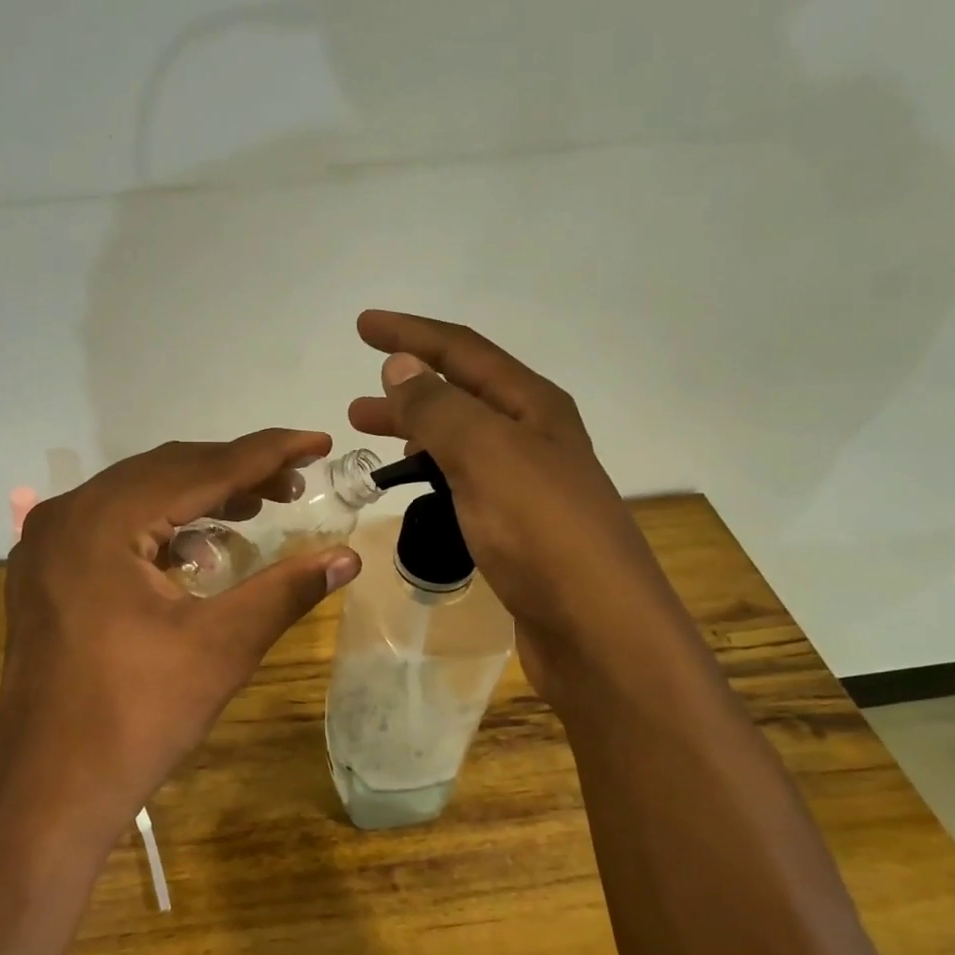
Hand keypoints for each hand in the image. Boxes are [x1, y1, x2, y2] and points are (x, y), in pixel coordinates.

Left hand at [0, 431, 361, 842]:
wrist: (51, 788)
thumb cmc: (138, 717)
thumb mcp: (222, 647)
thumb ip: (287, 590)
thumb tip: (349, 558)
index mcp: (103, 521)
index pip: (200, 469)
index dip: (267, 453)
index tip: (319, 440)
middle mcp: (67, 515)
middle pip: (165, 471)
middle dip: (234, 472)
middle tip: (294, 484)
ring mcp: (47, 543)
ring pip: (137, 495)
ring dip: (198, 497)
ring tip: (257, 508)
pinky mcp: (45, 573)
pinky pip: (112, 525)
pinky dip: (161, 526)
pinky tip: (199, 549)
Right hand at [347, 311, 679, 698]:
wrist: (597, 629)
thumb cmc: (541, 532)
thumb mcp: (485, 456)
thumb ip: (439, 408)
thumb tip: (401, 365)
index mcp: (532, 406)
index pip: (462, 352)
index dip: (411, 334)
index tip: (362, 325)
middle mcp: (533, 436)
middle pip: (460, 395)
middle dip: (407, 388)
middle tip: (357, 403)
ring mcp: (527, 484)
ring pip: (460, 441)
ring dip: (416, 432)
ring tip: (371, 440)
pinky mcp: (517, 527)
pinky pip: (465, 482)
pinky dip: (433, 474)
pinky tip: (414, 488)